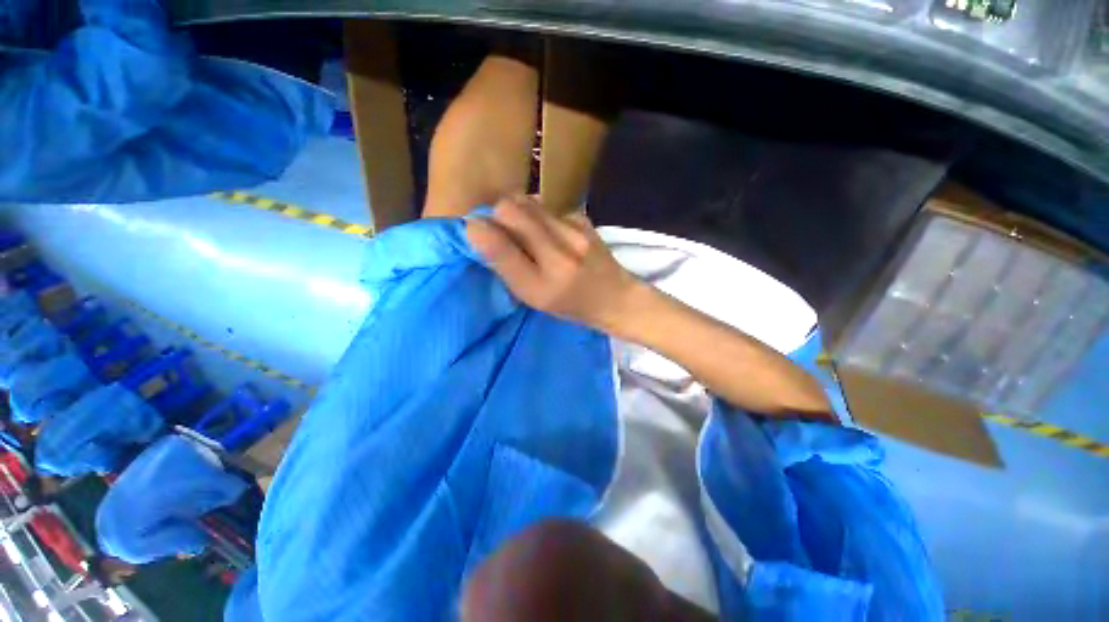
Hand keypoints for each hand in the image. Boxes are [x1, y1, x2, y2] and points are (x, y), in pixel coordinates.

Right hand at [466, 196, 640, 330]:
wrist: (615, 296)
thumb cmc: (570, 304)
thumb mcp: (533, 297)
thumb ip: (506, 266)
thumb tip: (478, 230)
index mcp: (542, 282)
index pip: (500, 244)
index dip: (480, 230)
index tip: (474, 230)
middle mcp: (560, 251)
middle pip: (511, 209)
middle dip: (497, 214)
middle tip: (501, 230)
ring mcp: (575, 229)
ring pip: (528, 202)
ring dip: (517, 211)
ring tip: (524, 231)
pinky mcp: (582, 217)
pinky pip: (546, 206)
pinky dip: (538, 214)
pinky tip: (547, 231)